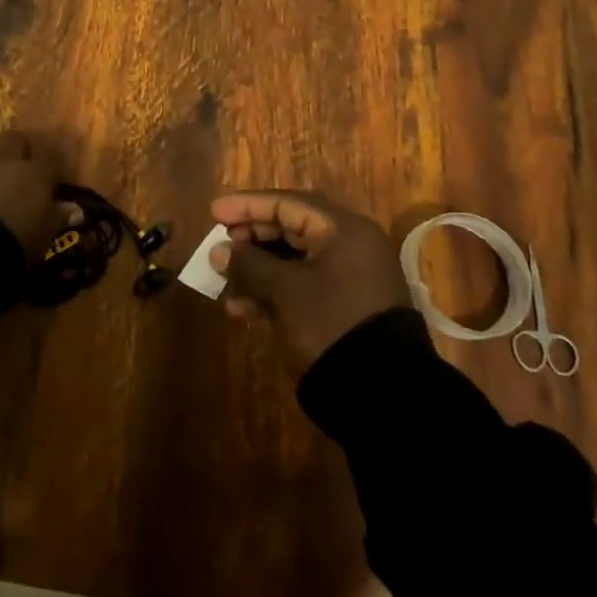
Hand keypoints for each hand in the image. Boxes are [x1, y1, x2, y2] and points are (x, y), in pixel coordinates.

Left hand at [0, 132, 60, 261]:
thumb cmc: (12, 247)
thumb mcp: (43, 239)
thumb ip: (54, 218)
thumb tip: (67, 209)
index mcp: (34, 174)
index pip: (49, 155)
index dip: (48, 165)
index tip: (47, 179)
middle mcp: (3, 159)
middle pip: (14, 139)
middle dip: (15, 151)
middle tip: (13, 171)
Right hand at [209, 190, 409, 371]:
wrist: (382, 394)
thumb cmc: (329, 323)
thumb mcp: (282, 291)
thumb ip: (247, 264)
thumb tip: (219, 251)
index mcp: (343, 229)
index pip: (286, 203)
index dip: (246, 206)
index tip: (214, 213)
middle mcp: (351, 244)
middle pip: (290, 228)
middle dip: (250, 240)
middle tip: (219, 248)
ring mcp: (351, 276)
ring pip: (294, 259)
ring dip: (257, 270)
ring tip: (226, 289)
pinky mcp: (346, 304)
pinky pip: (303, 283)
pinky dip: (274, 290)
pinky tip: (246, 310)